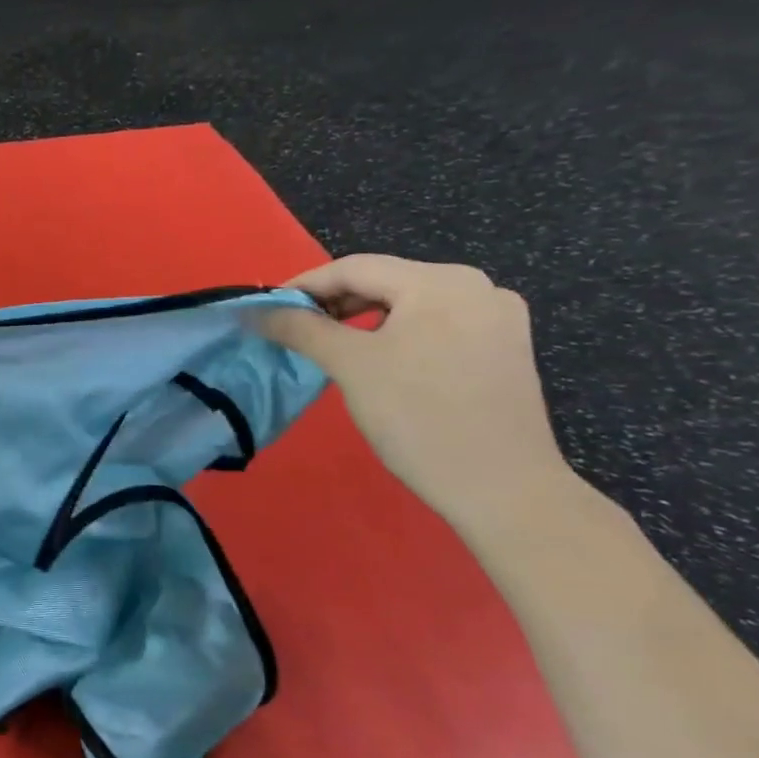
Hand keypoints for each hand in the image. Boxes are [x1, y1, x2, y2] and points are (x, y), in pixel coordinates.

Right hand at [255, 255, 574, 539]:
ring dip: (363, 319)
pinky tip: (379, 358)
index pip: (355, 268)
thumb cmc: (418, 417)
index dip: (303, 284)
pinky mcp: (504, 348)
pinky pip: (436, 325)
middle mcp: (477, 287)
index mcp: (441, 282)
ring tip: (330, 344)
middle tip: (293, 328)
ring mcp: (497, 318)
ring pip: (410, 304)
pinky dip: (397, 334)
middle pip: (385, 282)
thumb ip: (299, 328)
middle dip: (334, 302)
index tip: (267, 308)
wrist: (502, 490)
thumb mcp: (349, 366)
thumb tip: (255, 310)